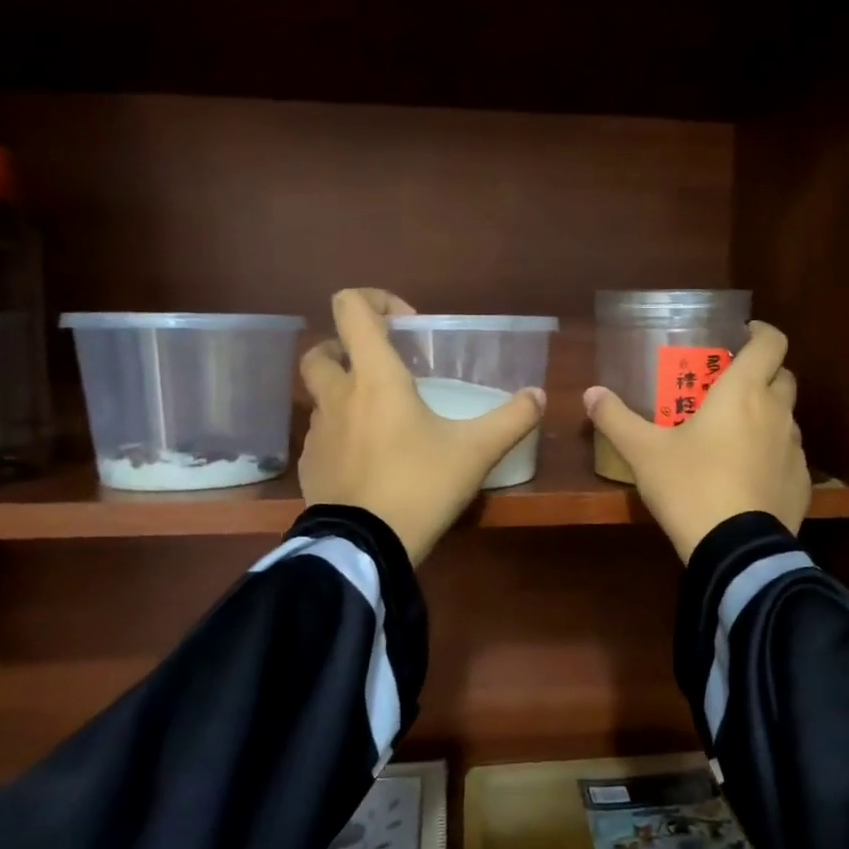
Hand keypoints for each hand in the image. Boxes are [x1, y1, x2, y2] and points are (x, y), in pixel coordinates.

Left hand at [299, 289, 546, 565]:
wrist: (365, 547)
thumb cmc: (420, 485)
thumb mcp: (476, 452)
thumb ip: (512, 419)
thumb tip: (539, 396)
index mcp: (374, 378)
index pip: (351, 308)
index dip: (375, 301)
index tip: (407, 326)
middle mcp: (337, 396)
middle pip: (321, 350)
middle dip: (347, 349)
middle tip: (383, 371)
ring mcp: (317, 433)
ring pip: (320, 396)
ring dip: (344, 394)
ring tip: (382, 421)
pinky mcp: (309, 466)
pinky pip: (321, 436)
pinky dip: (341, 435)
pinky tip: (369, 461)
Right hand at [584, 321, 810, 562]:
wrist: (736, 549)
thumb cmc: (690, 486)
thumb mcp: (644, 453)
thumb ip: (616, 419)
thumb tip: (590, 393)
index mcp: (744, 392)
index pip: (771, 342)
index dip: (761, 332)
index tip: (743, 334)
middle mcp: (777, 412)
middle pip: (783, 376)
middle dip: (763, 374)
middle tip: (731, 387)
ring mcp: (795, 448)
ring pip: (787, 417)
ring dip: (768, 415)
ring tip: (736, 434)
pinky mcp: (802, 482)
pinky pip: (789, 455)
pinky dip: (773, 454)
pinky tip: (749, 475)